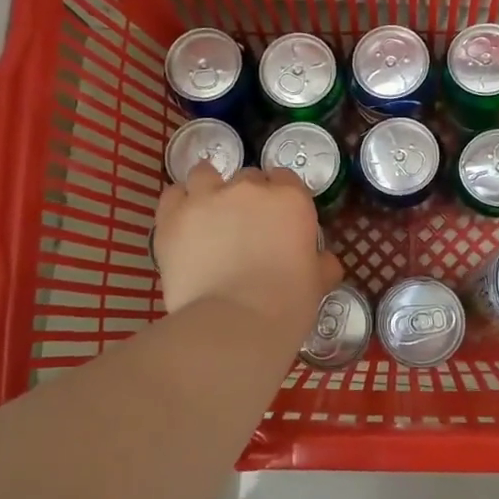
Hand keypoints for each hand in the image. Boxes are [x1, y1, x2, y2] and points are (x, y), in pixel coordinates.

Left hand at [154, 163, 340, 328]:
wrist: (234, 323)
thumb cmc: (286, 305)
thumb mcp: (317, 284)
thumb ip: (321, 264)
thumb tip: (325, 261)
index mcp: (290, 200)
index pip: (286, 179)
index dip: (281, 198)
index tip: (277, 220)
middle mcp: (249, 188)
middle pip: (248, 177)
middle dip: (247, 197)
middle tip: (245, 228)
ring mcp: (208, 198)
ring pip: (206, 174)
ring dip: (209, 189)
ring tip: (208, 215)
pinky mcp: (173, 216)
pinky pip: (173, 195)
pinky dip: (179, 204)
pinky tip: (183, 222)